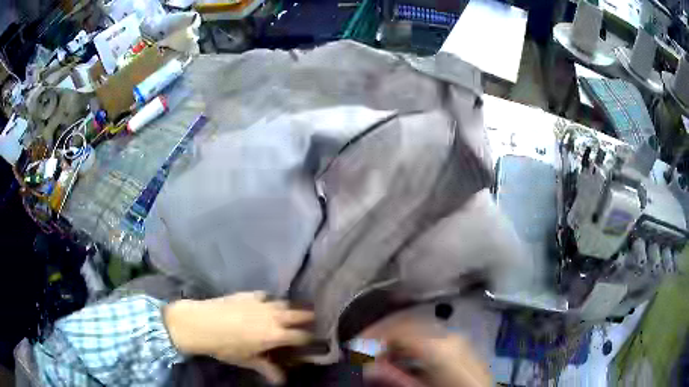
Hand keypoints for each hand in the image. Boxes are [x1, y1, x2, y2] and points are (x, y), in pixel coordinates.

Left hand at [163, 291, 313, 383]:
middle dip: (308, 317)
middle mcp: (273, 316)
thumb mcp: (247, 360)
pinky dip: (271, 300)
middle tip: (313, 320)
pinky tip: (267, 303)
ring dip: (291, 308)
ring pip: (284, 302)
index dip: (310, 338)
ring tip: (293, 312)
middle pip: (298, 314)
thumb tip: (281, 381)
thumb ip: (266, 368)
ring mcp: (261, 303)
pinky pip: (266, 295)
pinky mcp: (248, 294)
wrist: (201, 323)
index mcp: (275, 334)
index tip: (315, 340)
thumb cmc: (225, 346)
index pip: (301, 336)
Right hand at [373, 320, 491, 386]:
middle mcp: (449, 335)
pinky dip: (412, 343)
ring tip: (381, 355)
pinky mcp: (460, 344)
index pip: (399, 329)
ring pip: (419, 329)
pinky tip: (403, 357)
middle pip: (409, 325)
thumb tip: (365, 366)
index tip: (355, 344)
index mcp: (439, 346)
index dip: (374, 334)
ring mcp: (457, 337)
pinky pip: (430, 337)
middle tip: (364, 350)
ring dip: (397, 339)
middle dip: (384, 335)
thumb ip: (394, 376)